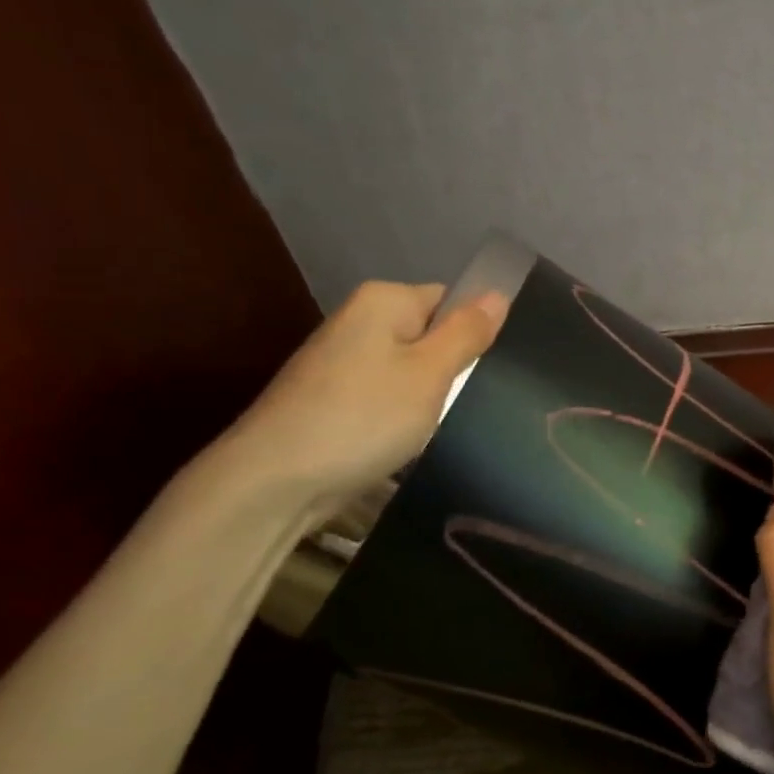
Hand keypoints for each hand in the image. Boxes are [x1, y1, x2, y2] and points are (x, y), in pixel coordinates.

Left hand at [215, 280, 507, 519]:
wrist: (275, 480)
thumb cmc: (363, 418)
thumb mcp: (430, 374)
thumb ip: (466, 332)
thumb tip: (498, 294)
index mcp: (384, 301)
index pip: (450, 300)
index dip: (474, 332)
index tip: (489, 372)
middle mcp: (358, 320)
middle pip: (428, 334)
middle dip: (451, 367)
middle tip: (472, 401)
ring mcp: (340, 361)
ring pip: (408, 369)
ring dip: (428, 396)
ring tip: (442, 425)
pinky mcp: (332, 398)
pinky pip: (384, 395)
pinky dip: (400, 415)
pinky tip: (406, 440)